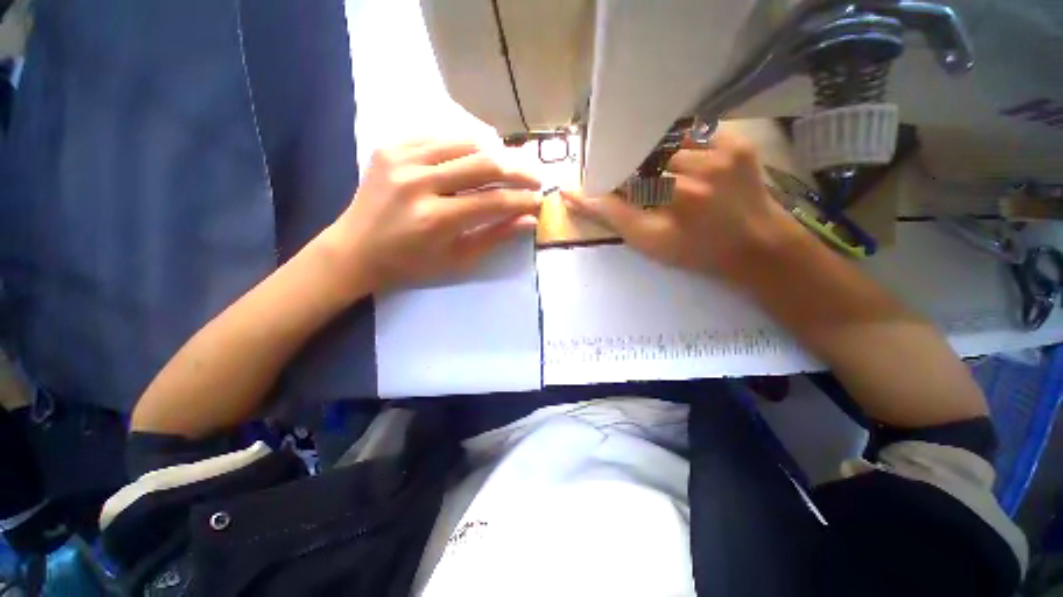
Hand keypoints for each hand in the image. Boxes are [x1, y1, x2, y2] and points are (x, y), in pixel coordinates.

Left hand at [319, 139, 541, 292]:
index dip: (522, 200)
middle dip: (518, 169)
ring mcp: (401, 158)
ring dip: (497, 151)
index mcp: (435, 220)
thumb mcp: (457, 259)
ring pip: (464, 140)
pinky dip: (466, 141)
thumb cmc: (410, 264)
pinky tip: (480, 152)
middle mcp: (418, 183)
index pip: (493, 201)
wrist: (356, 249)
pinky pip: (439, 133)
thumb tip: (528, 220)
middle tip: (536, 176)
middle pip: (483, 163)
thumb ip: (494, 236)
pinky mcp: (391, 146)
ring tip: (513, 164)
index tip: (540, 201)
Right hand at [563, 130, 799, 280]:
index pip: (623, 169)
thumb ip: (610, 216)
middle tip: (638, 183)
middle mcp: (699, 166)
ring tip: (661, 175)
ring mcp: (723, 149)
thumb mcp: (647, 241)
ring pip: (669, 139)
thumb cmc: (696, 251)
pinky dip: (681, 146)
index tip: (605, 181)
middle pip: (645, 149)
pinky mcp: (738, 142)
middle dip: (633, 163)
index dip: (610, 174)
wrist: (757, 247)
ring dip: (657, 154)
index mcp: (674, 194)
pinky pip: (696, 133)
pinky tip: (684, 165)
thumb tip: (571, 194)